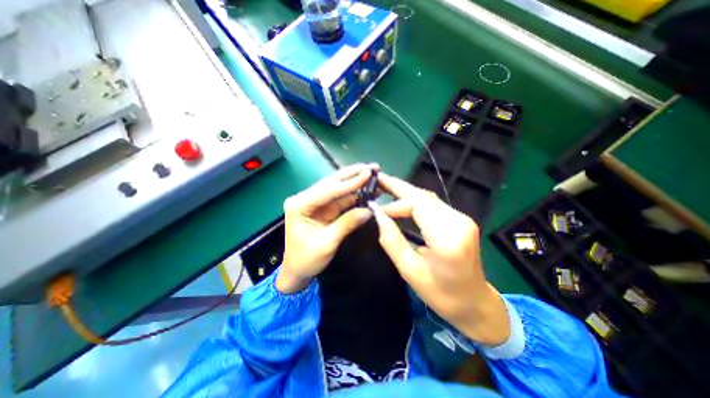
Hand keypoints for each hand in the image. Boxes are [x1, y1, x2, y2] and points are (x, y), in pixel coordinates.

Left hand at [275, 163, 378, 293]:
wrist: (297, 271)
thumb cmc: (306, 259)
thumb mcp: (326, 244)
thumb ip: (346, 224)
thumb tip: (368, 210)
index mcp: (299, 205)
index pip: (328, 190)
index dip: (349, 182)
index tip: (368, 173)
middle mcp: (306, 198)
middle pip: (332, 183)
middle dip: (352, 174)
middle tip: (372, 167)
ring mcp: (316, 203)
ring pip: (338, 189)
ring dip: (355, 182)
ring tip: (372, 174)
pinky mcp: (324, 208)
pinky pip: (341, 199)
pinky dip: (354, 194)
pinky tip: (366, 189)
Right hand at [373, 172, 509, 346]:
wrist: (475, 302)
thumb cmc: (441, 294)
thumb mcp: (409, 271)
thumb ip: (391, 240)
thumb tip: (378, 215)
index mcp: (447, 239)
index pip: (417, 205)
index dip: (394, 204)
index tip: (377, 210)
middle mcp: (459, 222)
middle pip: (423, 196)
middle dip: (398, 187)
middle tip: (379, 179)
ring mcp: (462, 219)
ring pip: (428, 198)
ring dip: (406, 193)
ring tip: (386, 187)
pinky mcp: (461, 220)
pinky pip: (433, 204)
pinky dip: (415, 200)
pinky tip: (402, 200)